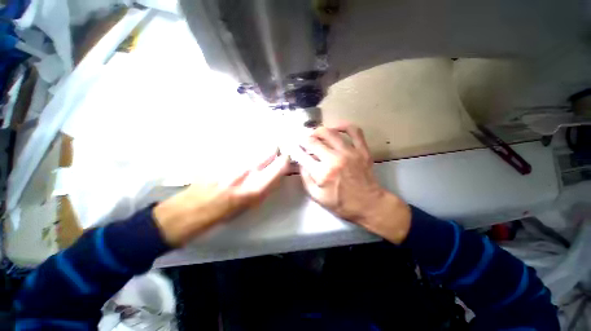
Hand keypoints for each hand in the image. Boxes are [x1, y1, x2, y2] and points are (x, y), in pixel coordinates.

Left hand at [153, 150, 289, 245]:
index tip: (288, 158)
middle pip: (269, 149)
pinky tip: (242, 156)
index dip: (287, 159)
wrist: (190, 210)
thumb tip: (278, 173)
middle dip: (275, 149)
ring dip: (261, 149)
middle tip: (276, 152)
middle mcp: (246, 171)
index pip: (280, 165)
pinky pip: (241, 148)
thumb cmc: (223, 213)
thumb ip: (267, 186)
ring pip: (255, 147)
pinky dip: (247, 150)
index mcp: (255, 188)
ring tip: (259, 154)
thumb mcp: (251, 205)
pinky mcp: (221, 156)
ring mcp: (232, 161)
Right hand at [296, 123, 411, 243]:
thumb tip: (301, 162)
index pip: (303, 156)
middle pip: (313, 141)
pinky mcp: (362, 150)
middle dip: (303, 139)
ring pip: (330, 132)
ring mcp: (350, 152)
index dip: (295, 149)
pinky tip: (335, 127)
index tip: (293, 147)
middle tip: (302, 140)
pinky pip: (354, 131)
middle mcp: (335, 159)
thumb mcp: (317, 197)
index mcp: (323, 173)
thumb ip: (305, 179)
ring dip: (318, 131)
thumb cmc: (341, 203)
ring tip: (314, 134)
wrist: (369, 204)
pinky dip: (343, 125)